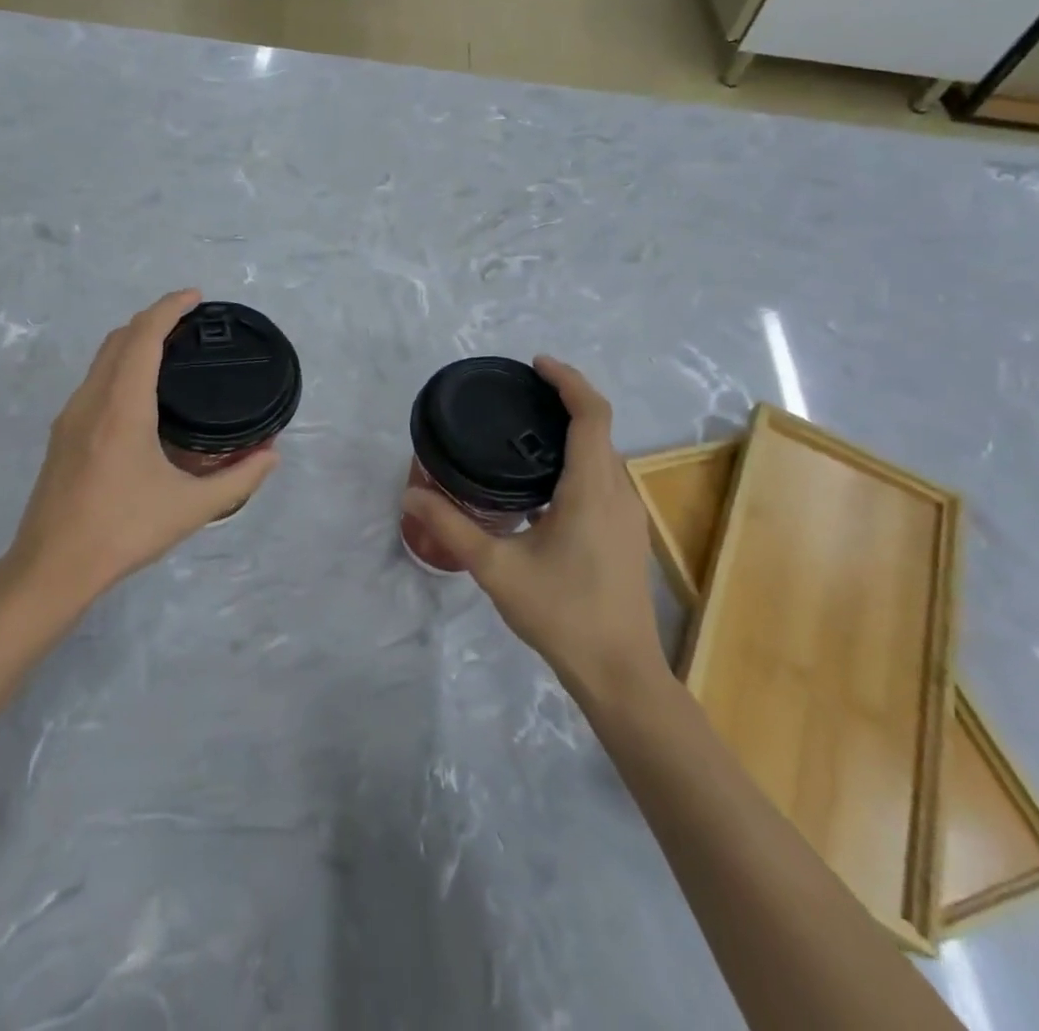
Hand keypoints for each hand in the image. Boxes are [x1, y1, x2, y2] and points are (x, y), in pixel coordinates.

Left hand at [4, 290, 279, 607]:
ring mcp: (70, 415)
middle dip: (154, 318)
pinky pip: (94, 379)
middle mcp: (92, 400)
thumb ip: (238, 478)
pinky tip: (141, 392)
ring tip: (169, 350)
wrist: (51, 567)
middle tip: (191, 323)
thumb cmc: (123, 531)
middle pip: (120, 338)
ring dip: (134, 340)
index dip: (169, 308)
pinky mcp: (62, 434)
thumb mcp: (191, 508)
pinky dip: (120, 364)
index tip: (196, 297)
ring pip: (102, 357)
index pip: (144, 336)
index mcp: (122, 407)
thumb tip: (272, 455)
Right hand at [402, 357, 664, 697]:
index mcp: (591, 488)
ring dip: (572, 431)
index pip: (591, 414)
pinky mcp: (625, 533)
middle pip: (598, 428)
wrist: (620, 673)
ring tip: (524, 431)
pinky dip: (577, 459)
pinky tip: (542, 483)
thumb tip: (410, 496)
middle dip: (565, 401)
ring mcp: (627, 514)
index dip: (568, 380)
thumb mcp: (497, 569)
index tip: (535, 365)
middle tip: (518, 396)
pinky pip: (603, 477)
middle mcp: (617, 492)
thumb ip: (452, 527)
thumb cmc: (562, 614)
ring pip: (603, 454)